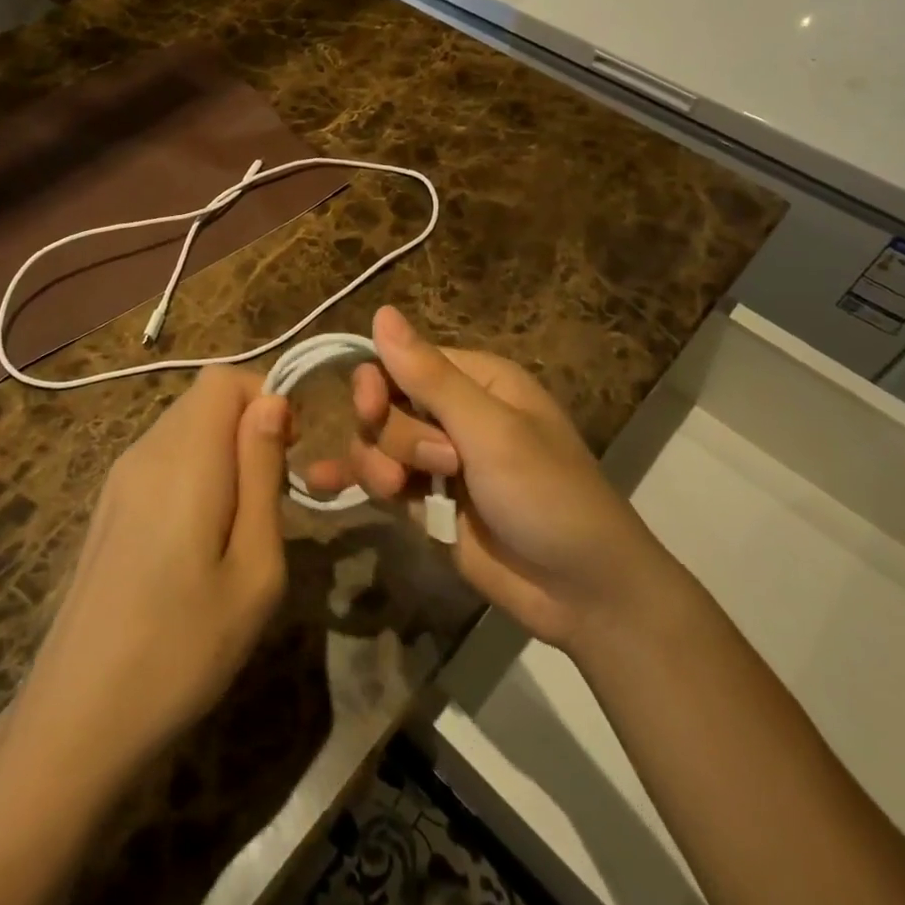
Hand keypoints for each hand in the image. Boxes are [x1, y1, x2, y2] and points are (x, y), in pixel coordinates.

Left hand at [0, 370, 293, 904]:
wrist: (74, 723)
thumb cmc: (182, 650)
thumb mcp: (254, 569)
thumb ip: (263, 474)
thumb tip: (272, 402)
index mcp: (184, 458)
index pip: (225, 377)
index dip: (266, 399)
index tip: (289, 456)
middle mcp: (145, 451)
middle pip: (205, 398)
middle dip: (249, 427)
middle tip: (270, 497)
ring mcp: (118, 478)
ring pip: (184, 427)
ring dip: (224, 452)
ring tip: (238, 525)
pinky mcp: (107, 506)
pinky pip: (162, 458)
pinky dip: (195, 472)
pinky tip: (197, 542)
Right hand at [305, 306, 653, 650]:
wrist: (583, 592)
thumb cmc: (547, 494)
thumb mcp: (490, 431)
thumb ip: (429, 376)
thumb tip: (381, 312)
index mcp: (476, 380)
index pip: (403, 361)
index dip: (379, 382)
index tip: (371, 409)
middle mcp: (453, 413)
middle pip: (385, 404)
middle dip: (396, 437)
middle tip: (437, 466)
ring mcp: (438, 460)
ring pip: (377, 443)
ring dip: (379, 466)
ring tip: (406, 497)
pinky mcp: (428, 502)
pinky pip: (379, 480)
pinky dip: (353, 480)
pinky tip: (320, 484)